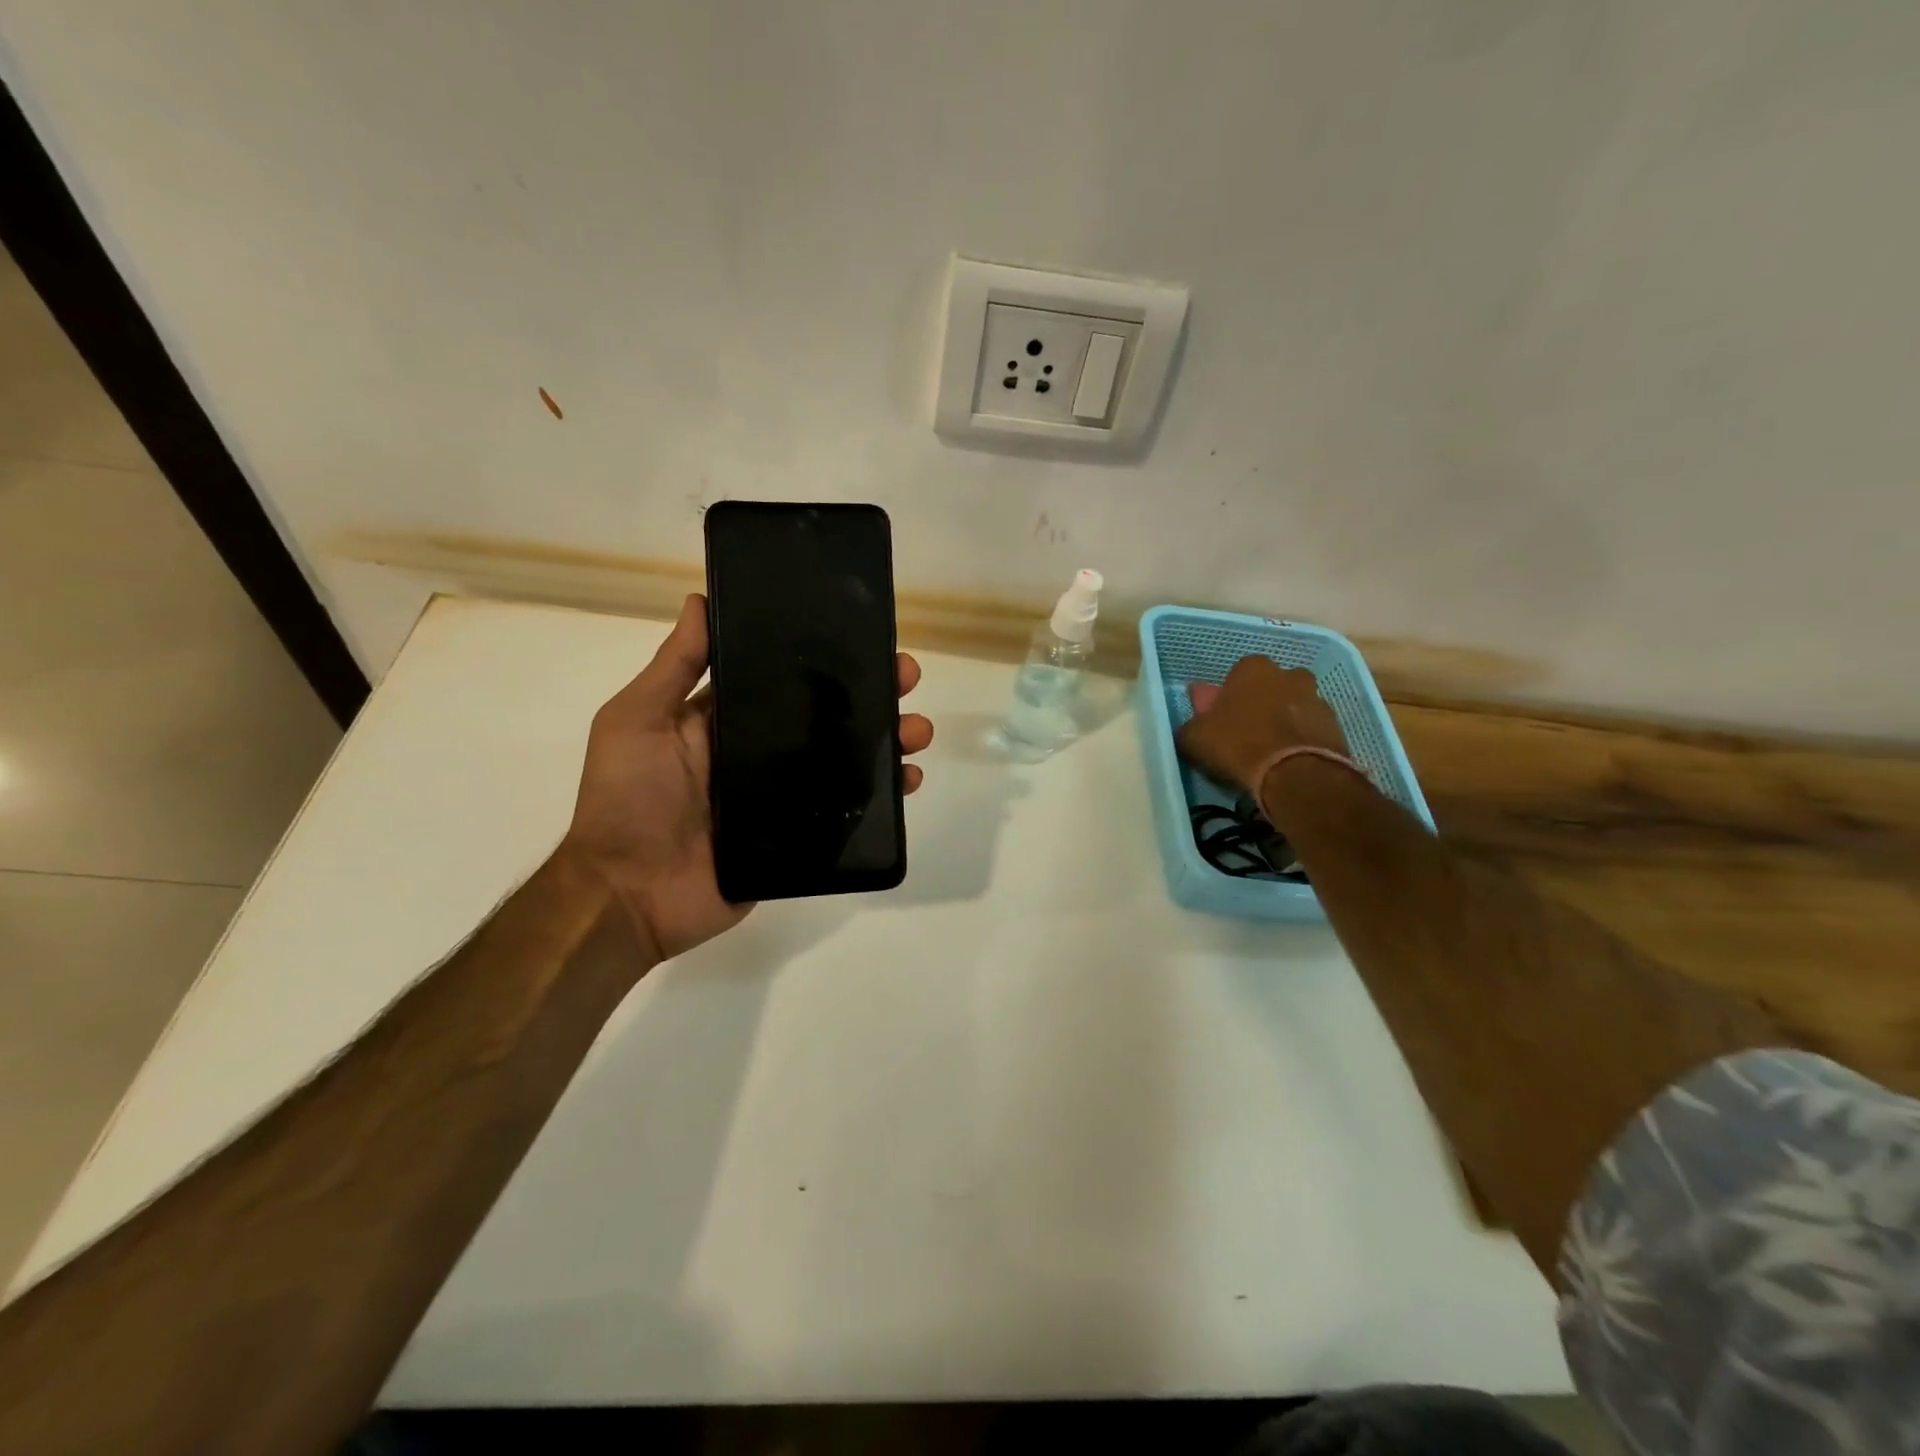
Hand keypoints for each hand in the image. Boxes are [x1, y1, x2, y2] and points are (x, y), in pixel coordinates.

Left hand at [565, 594, 933, 960]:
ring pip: (848, 759)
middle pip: (829, 715)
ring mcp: (784, 795)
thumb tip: (700, 599)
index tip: (865, 636)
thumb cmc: (626, 799)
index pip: (787, 678)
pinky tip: (909, 780)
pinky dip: (883, 796)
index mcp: (728, 719)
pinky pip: (849, 811)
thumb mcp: (637, 720)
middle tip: (906, 677)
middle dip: (872, 693)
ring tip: (917, 730)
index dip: (827, 657)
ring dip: (888, 740)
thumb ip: (673, 667)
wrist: (628, 894)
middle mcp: (762, 751)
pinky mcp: (799, 835)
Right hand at [1176, 654, 1347, 796]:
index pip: (1236, 674)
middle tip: (1246, 734)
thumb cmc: (1237, 745)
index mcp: (1253, 668)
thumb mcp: (1194, 738)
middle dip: (1261, 704)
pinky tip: (1289, 762)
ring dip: (1283, 722)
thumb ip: (1192, 723)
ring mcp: (1317, 698)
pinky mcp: (1336, 726)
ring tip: (1270, 753)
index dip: (1228, 697)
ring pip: (1294, 707)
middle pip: (1270, 687)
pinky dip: (1301, 740)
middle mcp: (1289, 674)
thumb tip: (1195, 719)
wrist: (1295, 774)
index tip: (1222, 720)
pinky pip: (1311, 729)